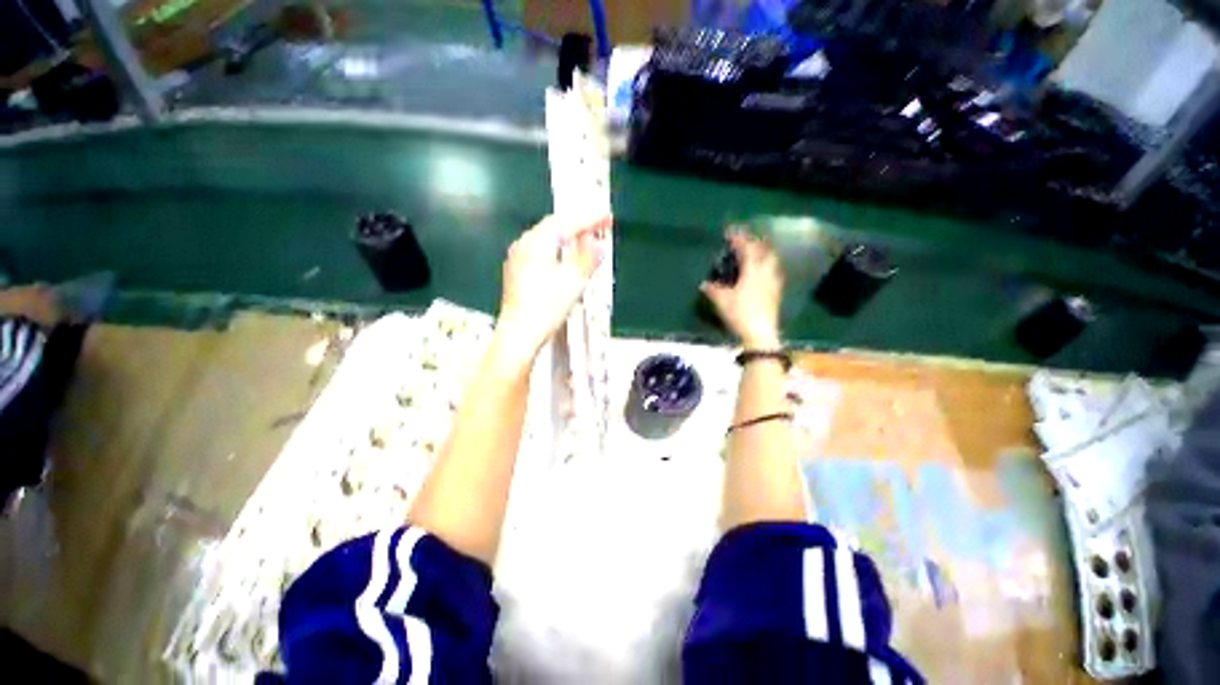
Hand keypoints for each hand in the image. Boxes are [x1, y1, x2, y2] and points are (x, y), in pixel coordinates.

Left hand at [496, 214, 611, 359]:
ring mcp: (517, 257)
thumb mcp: (573, 283)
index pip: (566, 222)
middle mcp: (524, 244)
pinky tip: (564, 256)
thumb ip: (587, 260)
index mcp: (537, 242)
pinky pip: (540, 249)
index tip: (607, 217)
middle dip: (578, 224)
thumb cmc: (546, 308)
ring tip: (586, 239)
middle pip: (554, 226)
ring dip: (568, 236)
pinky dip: (557, 247)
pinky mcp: (516, 271)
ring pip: (546, 237)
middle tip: (600, 225)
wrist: (519, 334)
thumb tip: (597, 245)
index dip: (589, 219)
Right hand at [701, 229, 783, 347]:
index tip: (730, 231)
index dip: (738, 238)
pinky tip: (761, 274)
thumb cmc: (740, 313)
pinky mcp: (776, 293)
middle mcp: (766, 272)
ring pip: (771, 261)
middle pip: (764, 251)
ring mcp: (773, 282)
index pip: (746, 248)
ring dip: (763, 254)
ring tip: (755, 254)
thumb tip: (704, 284)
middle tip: (745, 240)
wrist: (760, 333)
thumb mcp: (722, 301)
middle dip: (755, 242)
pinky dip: (766, 267)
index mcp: (753, 270)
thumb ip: (713, 290)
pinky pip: (773, 272)